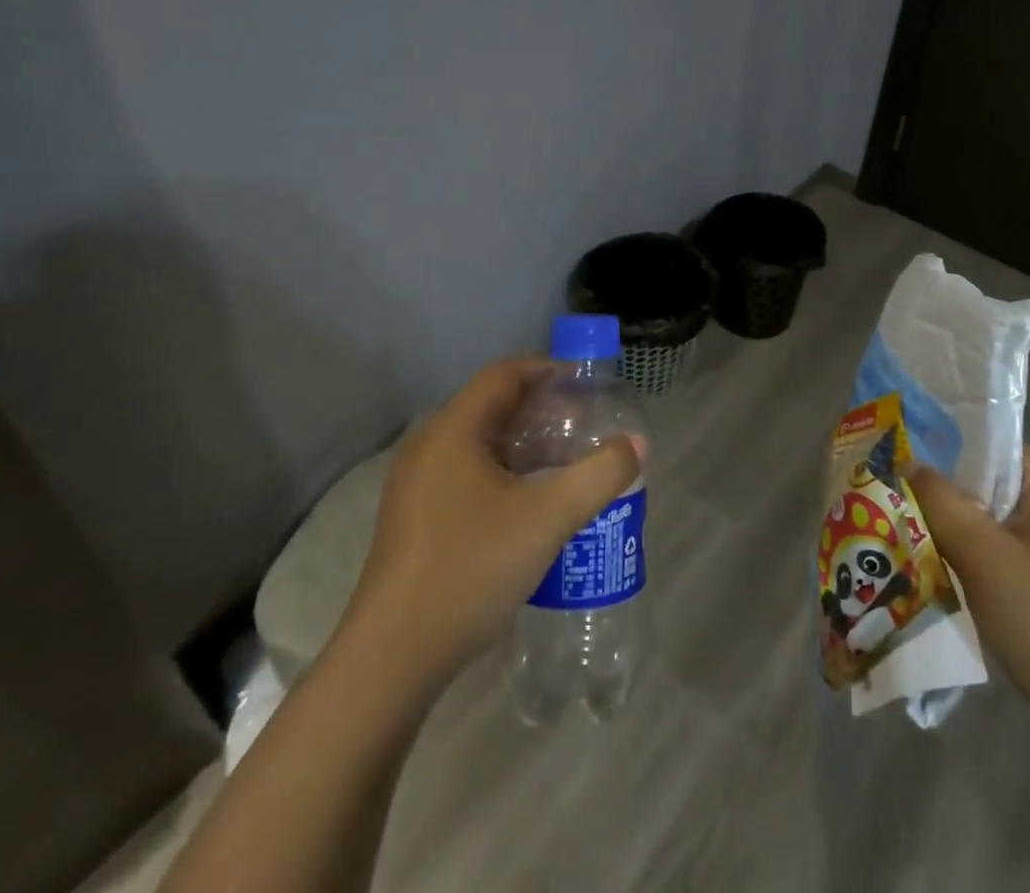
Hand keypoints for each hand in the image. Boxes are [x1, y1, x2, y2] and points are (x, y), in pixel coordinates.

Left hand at [340, 359, 642, 688]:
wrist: (392, 658)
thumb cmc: (470, 569)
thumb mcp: (548, 519)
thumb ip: (600, 475)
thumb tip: (637, 443)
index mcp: (452, 431)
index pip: (504, 375)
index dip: (547, 370)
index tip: (586, 384)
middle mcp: (429, 447)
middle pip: (492, 407)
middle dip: (541, 410)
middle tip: (584, 424)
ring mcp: (416, 486)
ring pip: (479, 445)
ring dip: (524, 445)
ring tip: (566, 462)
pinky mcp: (415, 519)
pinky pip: (466, 474)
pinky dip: (504, 473)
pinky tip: (531, 503)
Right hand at [910, 447, 1029, 748]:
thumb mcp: (980, 555)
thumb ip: (940, 500)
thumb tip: (908, 463)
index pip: (987, 445)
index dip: (942, 454)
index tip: (901, 470)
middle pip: (991, 480)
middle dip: (948, 495)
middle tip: (902, 506)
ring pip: (998, 515)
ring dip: (962, 527)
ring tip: (919, 537)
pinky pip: (1012, 542)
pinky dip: (982, 551)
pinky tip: (954, 571)